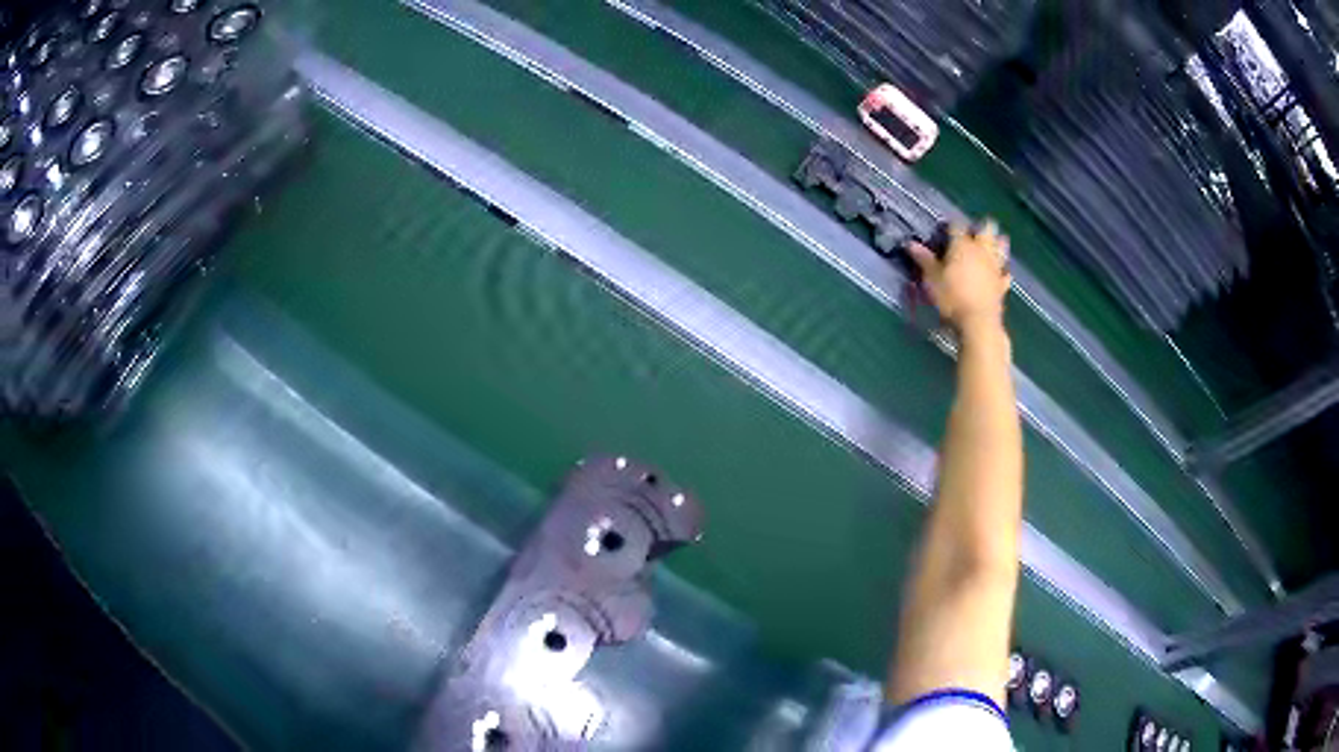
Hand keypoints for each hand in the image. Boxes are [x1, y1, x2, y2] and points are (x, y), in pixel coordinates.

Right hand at [907, 220, 1011, 331]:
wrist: (978, 322)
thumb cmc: (952, 297)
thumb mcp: (932, 279)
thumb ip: (924, 259)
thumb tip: (910, 243)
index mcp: (962, 245)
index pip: (956, 225)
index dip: (950, 225)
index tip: (944, 229)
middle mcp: (981, 250)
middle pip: (986, 229)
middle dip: (980, 227)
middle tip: (972, 233)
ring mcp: (994, 267)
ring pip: (1001, 246)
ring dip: (997, 242)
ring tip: (991, 244)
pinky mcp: (1002, 284)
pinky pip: (1005, 273)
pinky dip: (1002, 271)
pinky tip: (1000, 273)